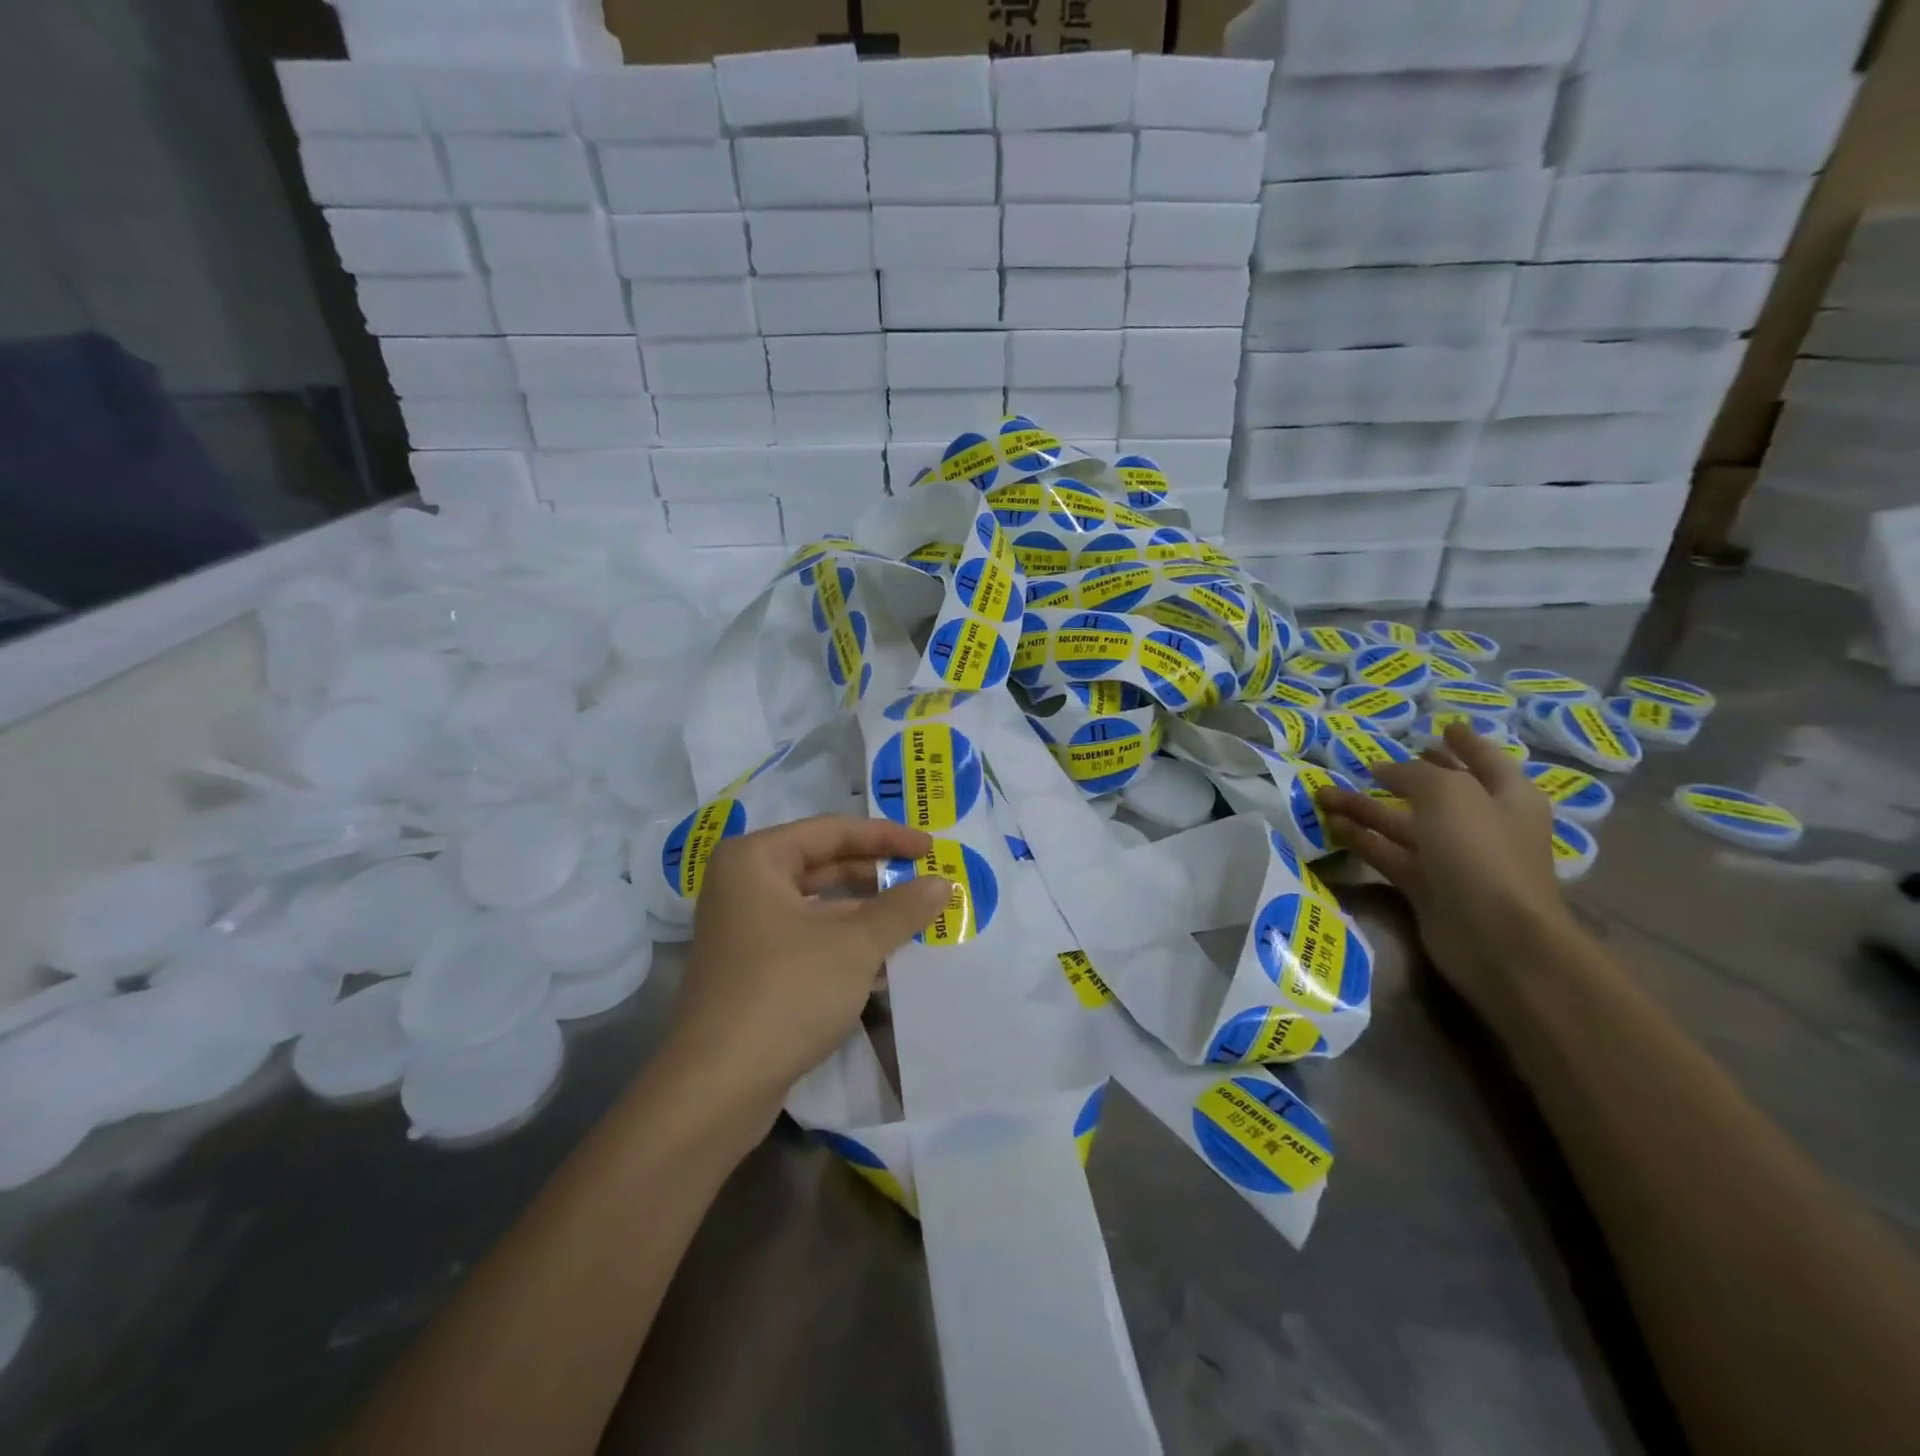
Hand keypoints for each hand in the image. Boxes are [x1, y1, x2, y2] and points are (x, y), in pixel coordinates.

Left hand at [664, 816, 950, 1122]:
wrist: (718, 1088)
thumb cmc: (786, 992)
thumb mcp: (854, 945)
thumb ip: (902, 909)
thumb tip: (944, 884)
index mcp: (755, 859)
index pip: (832, 831)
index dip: (886, 837)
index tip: (931, 848)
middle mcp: (744, 885)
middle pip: (824, 865)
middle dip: (877, 875)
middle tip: (928, 881)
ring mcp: (745, 929)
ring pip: (819, 907)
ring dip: (867, 913)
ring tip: (918, 919)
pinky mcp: (753, 969)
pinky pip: (809, 939)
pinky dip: (847, 943)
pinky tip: (888, 960)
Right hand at [1316, 724, 1574, 1028]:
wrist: (1496, 937)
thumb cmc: (1481, 852)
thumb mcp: (1449, 794)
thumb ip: (1414, 774)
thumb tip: (1383, 770)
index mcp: (1506, 797)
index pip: (1485, 759)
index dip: (1464, 742)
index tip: (1441, 726)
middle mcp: (1482, 824)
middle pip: (1437, 793)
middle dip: (1402, 776)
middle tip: (1367, 763)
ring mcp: (1453, 859)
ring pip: (1402, 824)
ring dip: (1365, 808)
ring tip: (1323, 793)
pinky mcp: (1426, 888)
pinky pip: (1388, 854)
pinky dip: (1362, 839)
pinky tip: (1332, 825)